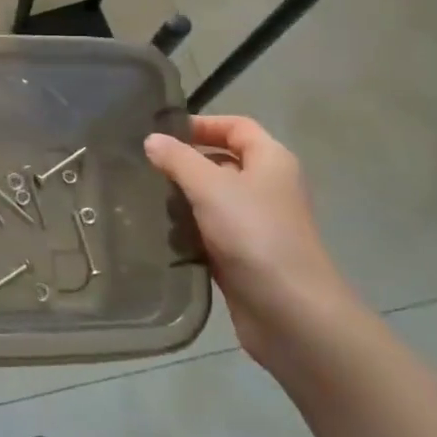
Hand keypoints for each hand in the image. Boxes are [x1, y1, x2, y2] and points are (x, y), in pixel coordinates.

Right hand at [145, 117, 359, 364]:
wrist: (291, 313)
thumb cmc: (254, 234)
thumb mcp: (210, 187)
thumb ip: (178, 159)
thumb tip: (152, 140)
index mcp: (271, 160)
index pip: (237, 126)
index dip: (203, 124)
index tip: (163, 133)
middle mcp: (268, 187)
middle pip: (223, 162)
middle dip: (186, 163)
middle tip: (146, 167)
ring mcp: (257, 224)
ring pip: (214, 200)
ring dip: (184, 199)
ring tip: (146, 200)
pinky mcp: (245, 256)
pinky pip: (211, 232)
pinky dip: (189, 231)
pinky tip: (162, 235)